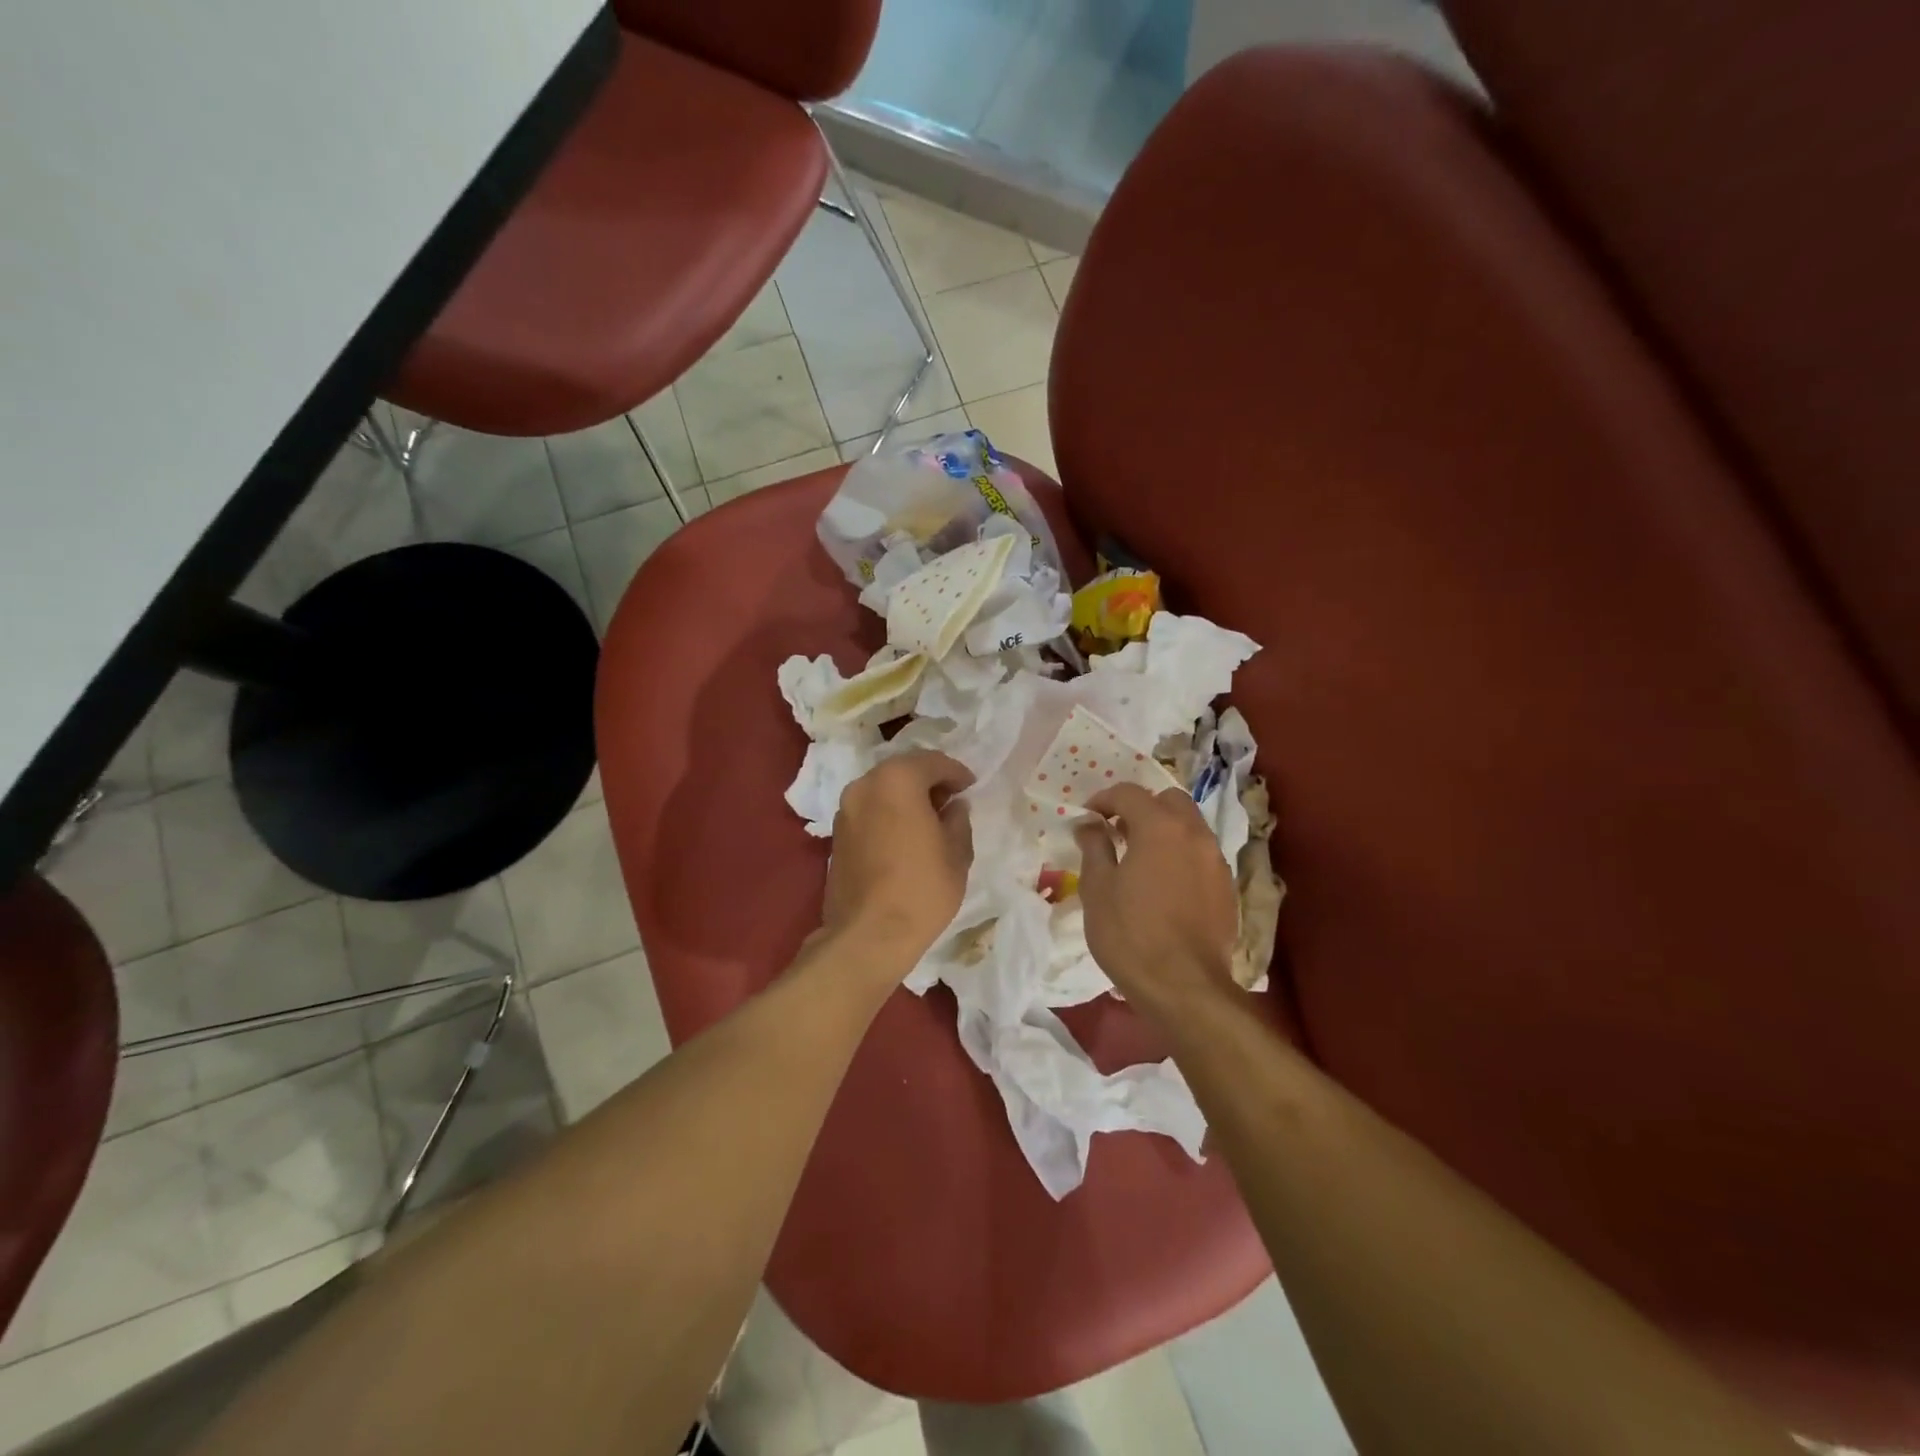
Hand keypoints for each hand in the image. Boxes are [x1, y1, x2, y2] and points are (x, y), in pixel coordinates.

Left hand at [821, 751, 974, 976]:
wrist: (869, 935)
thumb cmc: (922, 889)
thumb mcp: (956, 852)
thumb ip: (958, 819)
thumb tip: (954, 807)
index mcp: (897, 780)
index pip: (932, 762)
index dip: (956, 772)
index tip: (971, 787)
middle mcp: (865, 785)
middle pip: (903, 770)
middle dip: (929, 780)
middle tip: (951, 800)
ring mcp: (845, 810)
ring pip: (883, 789)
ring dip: (906, 796)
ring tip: (929, 819)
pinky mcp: (836, 834)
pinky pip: (869, 810)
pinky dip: (888, 813)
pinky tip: (905, 835)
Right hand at [1074, 784, 1238, 1015]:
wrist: (1183, 987)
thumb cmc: (1130, 934)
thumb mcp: (1098, 888)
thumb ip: (1094, 847)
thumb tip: (1089, 824)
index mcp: (1160, 827)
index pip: (1129, 793)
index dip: (1104, 799)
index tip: (1088, 817)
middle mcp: (1194, 834)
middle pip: (1169, 800)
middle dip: (1142, 807)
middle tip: (1118, 830)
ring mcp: (1216, 861)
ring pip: (1190, 826)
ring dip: (1164, 829)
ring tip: (1140, 857)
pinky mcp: (1227, 888)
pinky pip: (1201, 855)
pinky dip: (1181, 854)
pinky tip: (1164, 884)